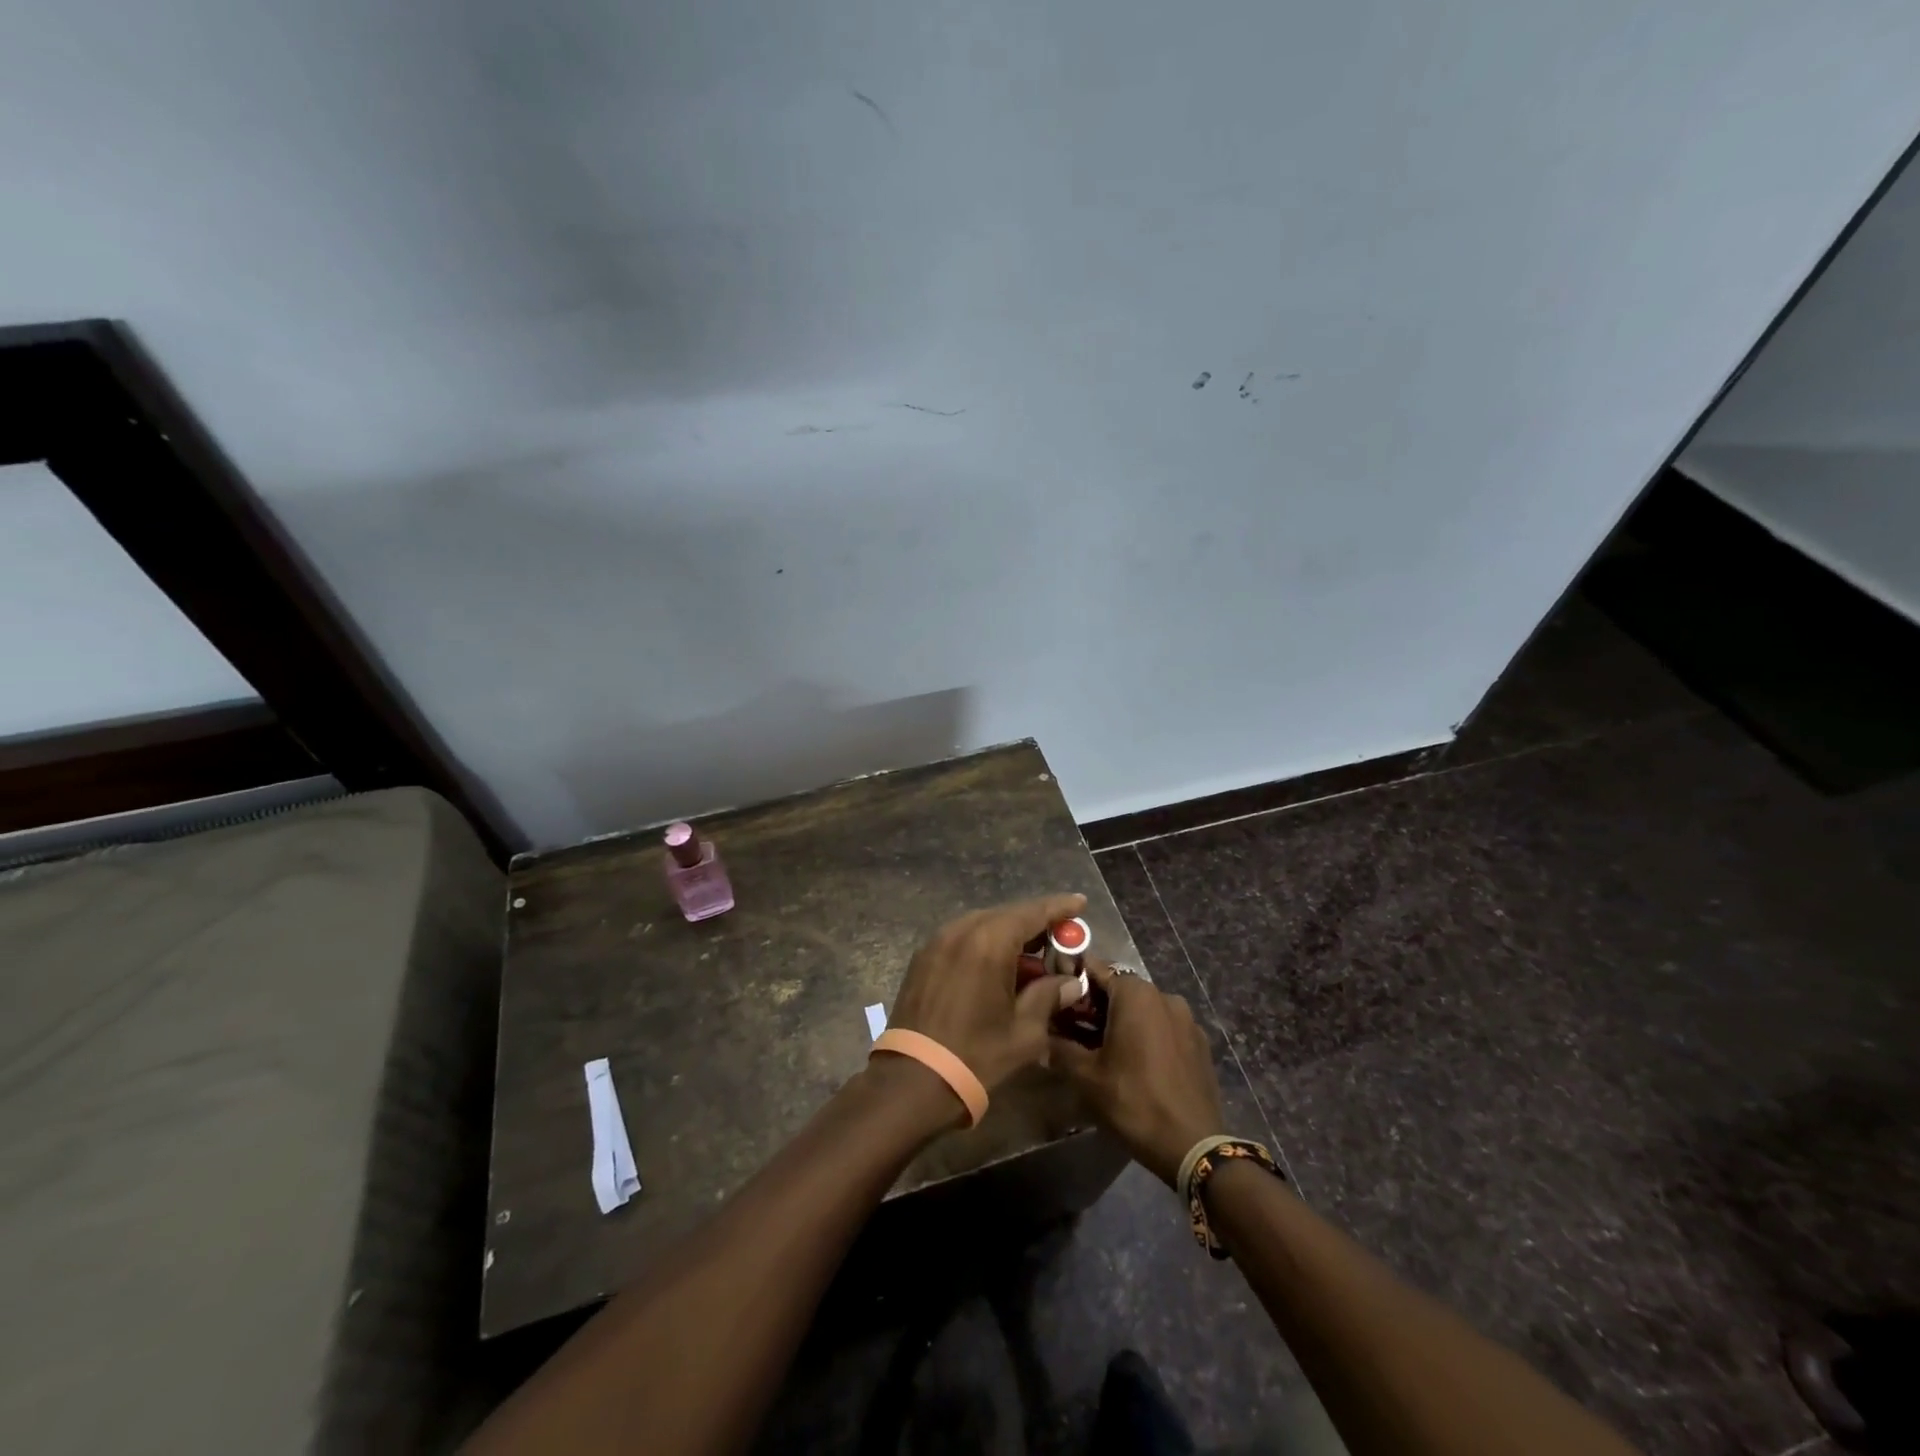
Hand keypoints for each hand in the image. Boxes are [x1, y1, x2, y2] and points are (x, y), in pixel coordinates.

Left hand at [887, 894, 1086, 1093]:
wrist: (913, 1080)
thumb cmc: (976, 1055)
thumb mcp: (1025, 1031)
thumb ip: (1050, 996)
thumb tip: (1071, 982)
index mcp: (990, 941)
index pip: (1033, 912)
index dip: (1059, 907)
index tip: (1080, 902)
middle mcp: (962, 930)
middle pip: (1007, 915)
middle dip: (1036, 923)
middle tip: (1061, 938)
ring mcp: (938, 941)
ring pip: (984, 924)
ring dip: (1010, 934)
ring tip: (1032, 954)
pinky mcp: (924, 956)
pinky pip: (963, 938)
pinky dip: (986, 943)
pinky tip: (999, 965)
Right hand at [1048, 960, 1224, 1185]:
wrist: (1193, 1147)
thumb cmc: (1133, 1101)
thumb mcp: (1086, 1077)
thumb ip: (1059, 1049)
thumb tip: (1041, 1038)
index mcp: (1136, 994)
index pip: (1096, 970)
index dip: (1073, 981)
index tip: (1057, 998)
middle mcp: (1164, 996)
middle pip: (1121, 990)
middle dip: (1097, 1006)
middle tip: (1074, 1030)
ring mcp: (1187, 1020)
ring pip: (1144, 1009)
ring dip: (1123, 1021)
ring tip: (1104, 1050)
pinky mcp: (1200, 1043)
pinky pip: (1165, 1028)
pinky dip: (1147, 1036)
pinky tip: (1137, 1064)